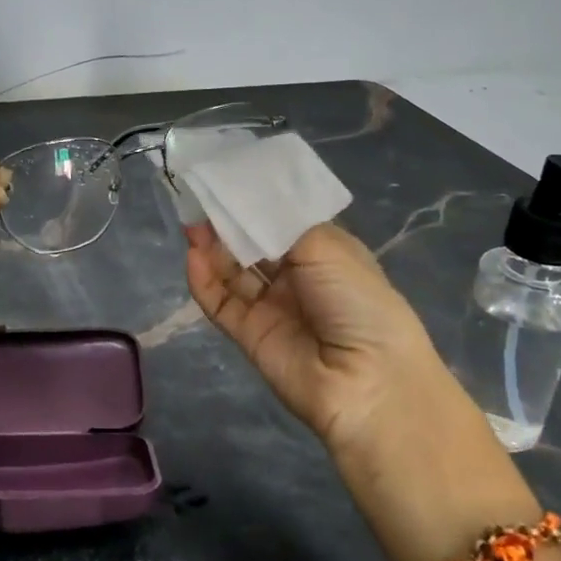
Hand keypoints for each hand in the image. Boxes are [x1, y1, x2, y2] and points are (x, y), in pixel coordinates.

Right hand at [184, 221, 457, 455]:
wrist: (368, 382)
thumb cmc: (358, 301)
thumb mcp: (327, 248)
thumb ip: (277, 224)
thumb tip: (241, 205)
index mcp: (324, 252)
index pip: (281, 221)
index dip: (254, 202)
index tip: (226, 178)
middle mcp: (298, 277)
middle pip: (253, 244)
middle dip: (228, 222)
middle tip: (200, 197)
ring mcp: (272, 307)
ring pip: (233, 272)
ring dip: (213, 248)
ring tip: (192, 224)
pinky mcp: (249, 335)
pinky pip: (221, 303)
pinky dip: (205, 281)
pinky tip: (193, 258)